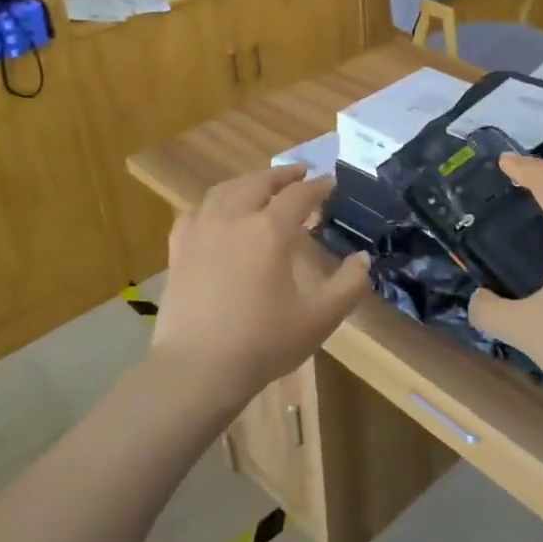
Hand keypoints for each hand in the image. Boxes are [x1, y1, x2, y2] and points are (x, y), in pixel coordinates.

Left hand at [153, 164, 371, 409]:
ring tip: (262, 185)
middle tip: (301, 172)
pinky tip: (217, 212)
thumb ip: (348, 284)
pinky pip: (196, 211)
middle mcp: (234, 218)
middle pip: (260, 182)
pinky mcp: (178, 248)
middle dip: (283, 175)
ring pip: (225, 190)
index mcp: (270, 230)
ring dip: (249, 182)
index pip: (299, 196)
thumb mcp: (319, 318)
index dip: (318, 187)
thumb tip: (363, 258)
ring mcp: (201, 230)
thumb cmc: (264, 343)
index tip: (331, 183)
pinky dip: (213, 203)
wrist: (198, 368)